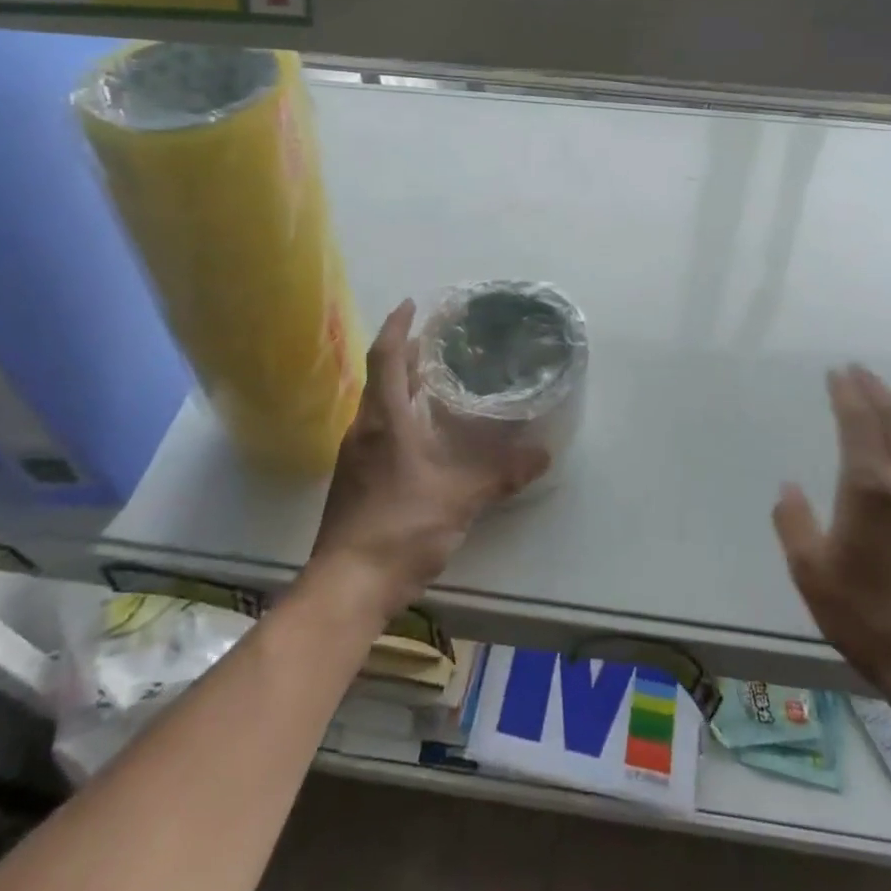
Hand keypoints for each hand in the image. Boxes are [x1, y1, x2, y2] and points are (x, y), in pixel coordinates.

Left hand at [308, 300, 550, 619]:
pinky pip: (377, 432)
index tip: (413, 304)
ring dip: (402, 386)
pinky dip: (399, 417)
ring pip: (378, 407)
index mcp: (384, 420)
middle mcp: (364, 430)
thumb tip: (543, 453)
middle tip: (437, 340)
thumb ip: (501, 473)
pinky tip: (423, 436)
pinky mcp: (355, 482)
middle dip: (405, 354)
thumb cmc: (400, 527)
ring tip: (434, 380)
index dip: (398, 327)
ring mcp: (355, 457)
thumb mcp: (459, 497)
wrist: (346, 587)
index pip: (386, 357)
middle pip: (381, 378)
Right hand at [773, 366, 890, 706]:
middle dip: (875, 391)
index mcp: (870, 488)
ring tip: (881, 394)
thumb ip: (794, 522)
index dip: (847, 394)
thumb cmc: (866, 615)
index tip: (836, 372)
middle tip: (857, 370)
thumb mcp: (811, 571)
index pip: (860, 423)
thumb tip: (789, 488)